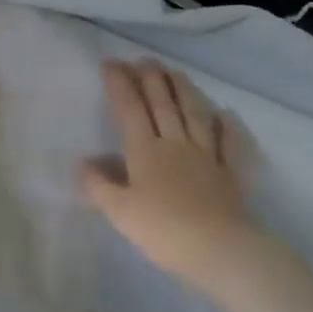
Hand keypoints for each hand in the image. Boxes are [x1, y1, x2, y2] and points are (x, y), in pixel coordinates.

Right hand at [82, 58, 257, 286]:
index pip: (130, 108)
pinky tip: (225, 114)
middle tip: (142, 59)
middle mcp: (175, 144)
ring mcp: (207, 156)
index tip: (110, 63)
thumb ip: (98, 185)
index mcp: (145, 150)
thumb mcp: (119, 211)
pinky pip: (230, 144)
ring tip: (175, 71)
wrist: (219, 251)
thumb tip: (82, 162)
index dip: (119, 83)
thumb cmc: (163, 230)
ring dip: (184, 90)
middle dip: (150, 78)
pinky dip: (228, 126)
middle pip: (162, 104)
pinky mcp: (230, 174)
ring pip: (194, 114)